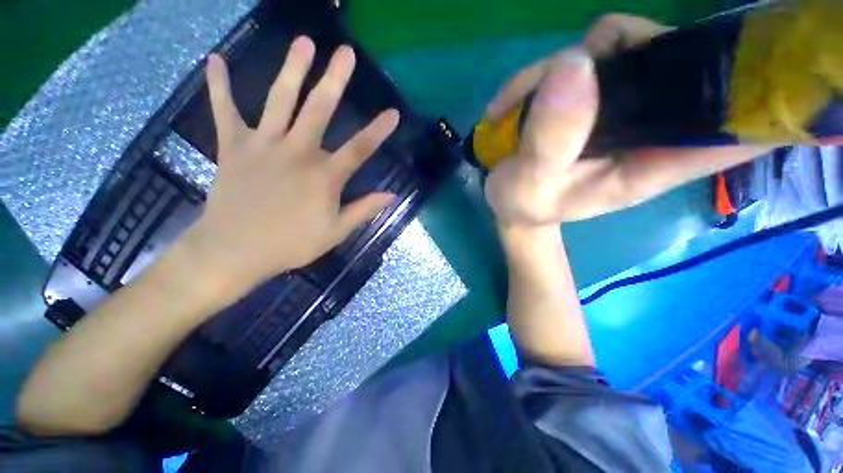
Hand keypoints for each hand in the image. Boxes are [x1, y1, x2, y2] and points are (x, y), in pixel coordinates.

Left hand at [184, 37, 398, 290]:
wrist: (235, 250)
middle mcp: (297, 152)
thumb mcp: (335, 232)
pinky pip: (224, 111)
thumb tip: (392, 196)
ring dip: (292, 70)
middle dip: (334, 80)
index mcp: (324, 176)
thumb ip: (364, 210)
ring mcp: (263, 145)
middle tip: (345, 52)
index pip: (359, 149)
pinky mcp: (233, 146)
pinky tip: (216, 61)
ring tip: (303, 42)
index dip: (378, 131)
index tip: (393, 112)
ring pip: (280, 101)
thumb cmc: (292, 244)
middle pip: (319, 110)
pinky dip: (219, 86)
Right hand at [484, 14, 770, 225]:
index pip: (736, 132)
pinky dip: (549, 65)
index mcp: (653, 164)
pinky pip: (587, 51)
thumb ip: (550, 144)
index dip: (761, 97)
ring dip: (570, 61)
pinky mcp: (592, 90)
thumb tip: (573, 67)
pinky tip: (518, 96)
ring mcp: (622, 103)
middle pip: (683, 62)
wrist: (510, 195)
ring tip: (521, 102)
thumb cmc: (524, 203)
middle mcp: (650, 126)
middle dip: (633, 53)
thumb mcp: (531, 187)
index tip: (755, 64)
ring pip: (626, 44)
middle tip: (567, 80)